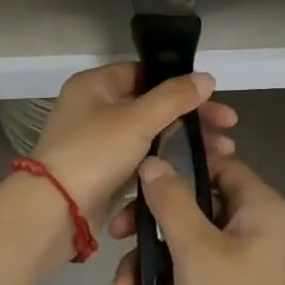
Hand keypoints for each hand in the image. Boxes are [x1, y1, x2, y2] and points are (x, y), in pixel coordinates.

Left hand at [30, 63, 237, 225]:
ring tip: (223, 153)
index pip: (145, 73)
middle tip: (229, 129)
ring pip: (151, 134)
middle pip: (152, 105)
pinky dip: (167, 161)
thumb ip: (174, 97)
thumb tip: (206, 77)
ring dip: (185, 141)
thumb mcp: (137, 119)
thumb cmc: (94, 153)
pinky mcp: (105, 172)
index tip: (215, 99)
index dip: (181, 84)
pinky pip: (142, 160)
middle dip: (192, 117)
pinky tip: (197, 169)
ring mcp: (99, 142)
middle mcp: (94, 109)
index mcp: (95, 86)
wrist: (55, 211)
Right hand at [110, 156, 284, 284]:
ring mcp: (249, 257)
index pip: (216, 165)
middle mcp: (258, 224)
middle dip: (151, 223)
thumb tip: (152, 162)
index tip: (137, 181)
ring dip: (152, 258)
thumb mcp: (195, 249)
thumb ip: (171, 202)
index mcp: (260, 205)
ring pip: (191, 240)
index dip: (177, 167)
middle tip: (117, 236)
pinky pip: (199, 267)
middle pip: (197, 204)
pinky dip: (171, 279)